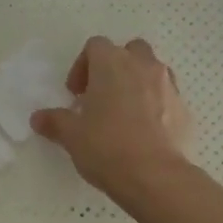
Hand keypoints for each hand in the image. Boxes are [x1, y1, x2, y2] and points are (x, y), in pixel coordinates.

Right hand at [32, 36, 192, 196]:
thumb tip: (38, 118)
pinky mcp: (184, 108)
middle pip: (128, 51)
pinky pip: (167, 95)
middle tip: (102, 96)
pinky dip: (155, 104)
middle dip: (115, 68)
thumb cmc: (107, 147)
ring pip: (151, 70)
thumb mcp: (72, 136)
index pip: (95, 46)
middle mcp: (143, 65)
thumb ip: (55, 121)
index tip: (76, 94)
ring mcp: (168, 85)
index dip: (82, 66)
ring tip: (124, 113)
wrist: (156, 177)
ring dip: (137, 83)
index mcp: (112, 63)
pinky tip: (145, 130)